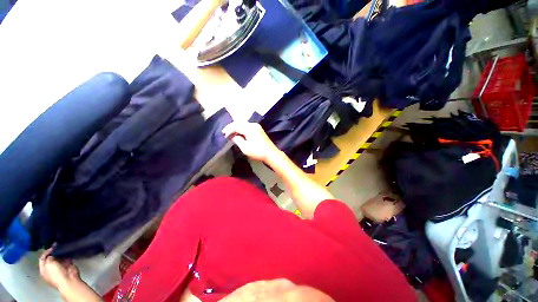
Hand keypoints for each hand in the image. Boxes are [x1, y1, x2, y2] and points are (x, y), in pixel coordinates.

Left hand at [39, 247, 80, 290]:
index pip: (42, 259)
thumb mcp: (49, 264)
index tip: (51, 247)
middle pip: (50, 258)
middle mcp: (50, 269)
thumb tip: (52, 253)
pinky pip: (66, 259)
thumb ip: (49, 257)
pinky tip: (67, 251)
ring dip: (60, 253)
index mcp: (43, 270)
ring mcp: (59, 268)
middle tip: (56, 246)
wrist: (69, 279)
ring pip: (58, 258)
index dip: (46, 252)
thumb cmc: (56, 274)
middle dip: (53, 252)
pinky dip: (66, 255)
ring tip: (62, 247)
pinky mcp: (67, 266)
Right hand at [222, 122, 279, 161]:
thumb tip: (234, 136)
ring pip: (244, 124)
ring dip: (237, 128)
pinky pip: (248, 127)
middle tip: (225, 132)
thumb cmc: (258, 151)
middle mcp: (253, 125)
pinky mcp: (259, 130)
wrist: (271, 153)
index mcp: (249, 128)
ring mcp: (257, 127)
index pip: (236, 126)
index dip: (229, 130)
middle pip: (239, 123)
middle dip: (231, 127)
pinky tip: (239, 133)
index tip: (224, 135)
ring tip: (230, 133)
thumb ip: (238, 140)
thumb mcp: (245, 148)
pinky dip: (242, 129)